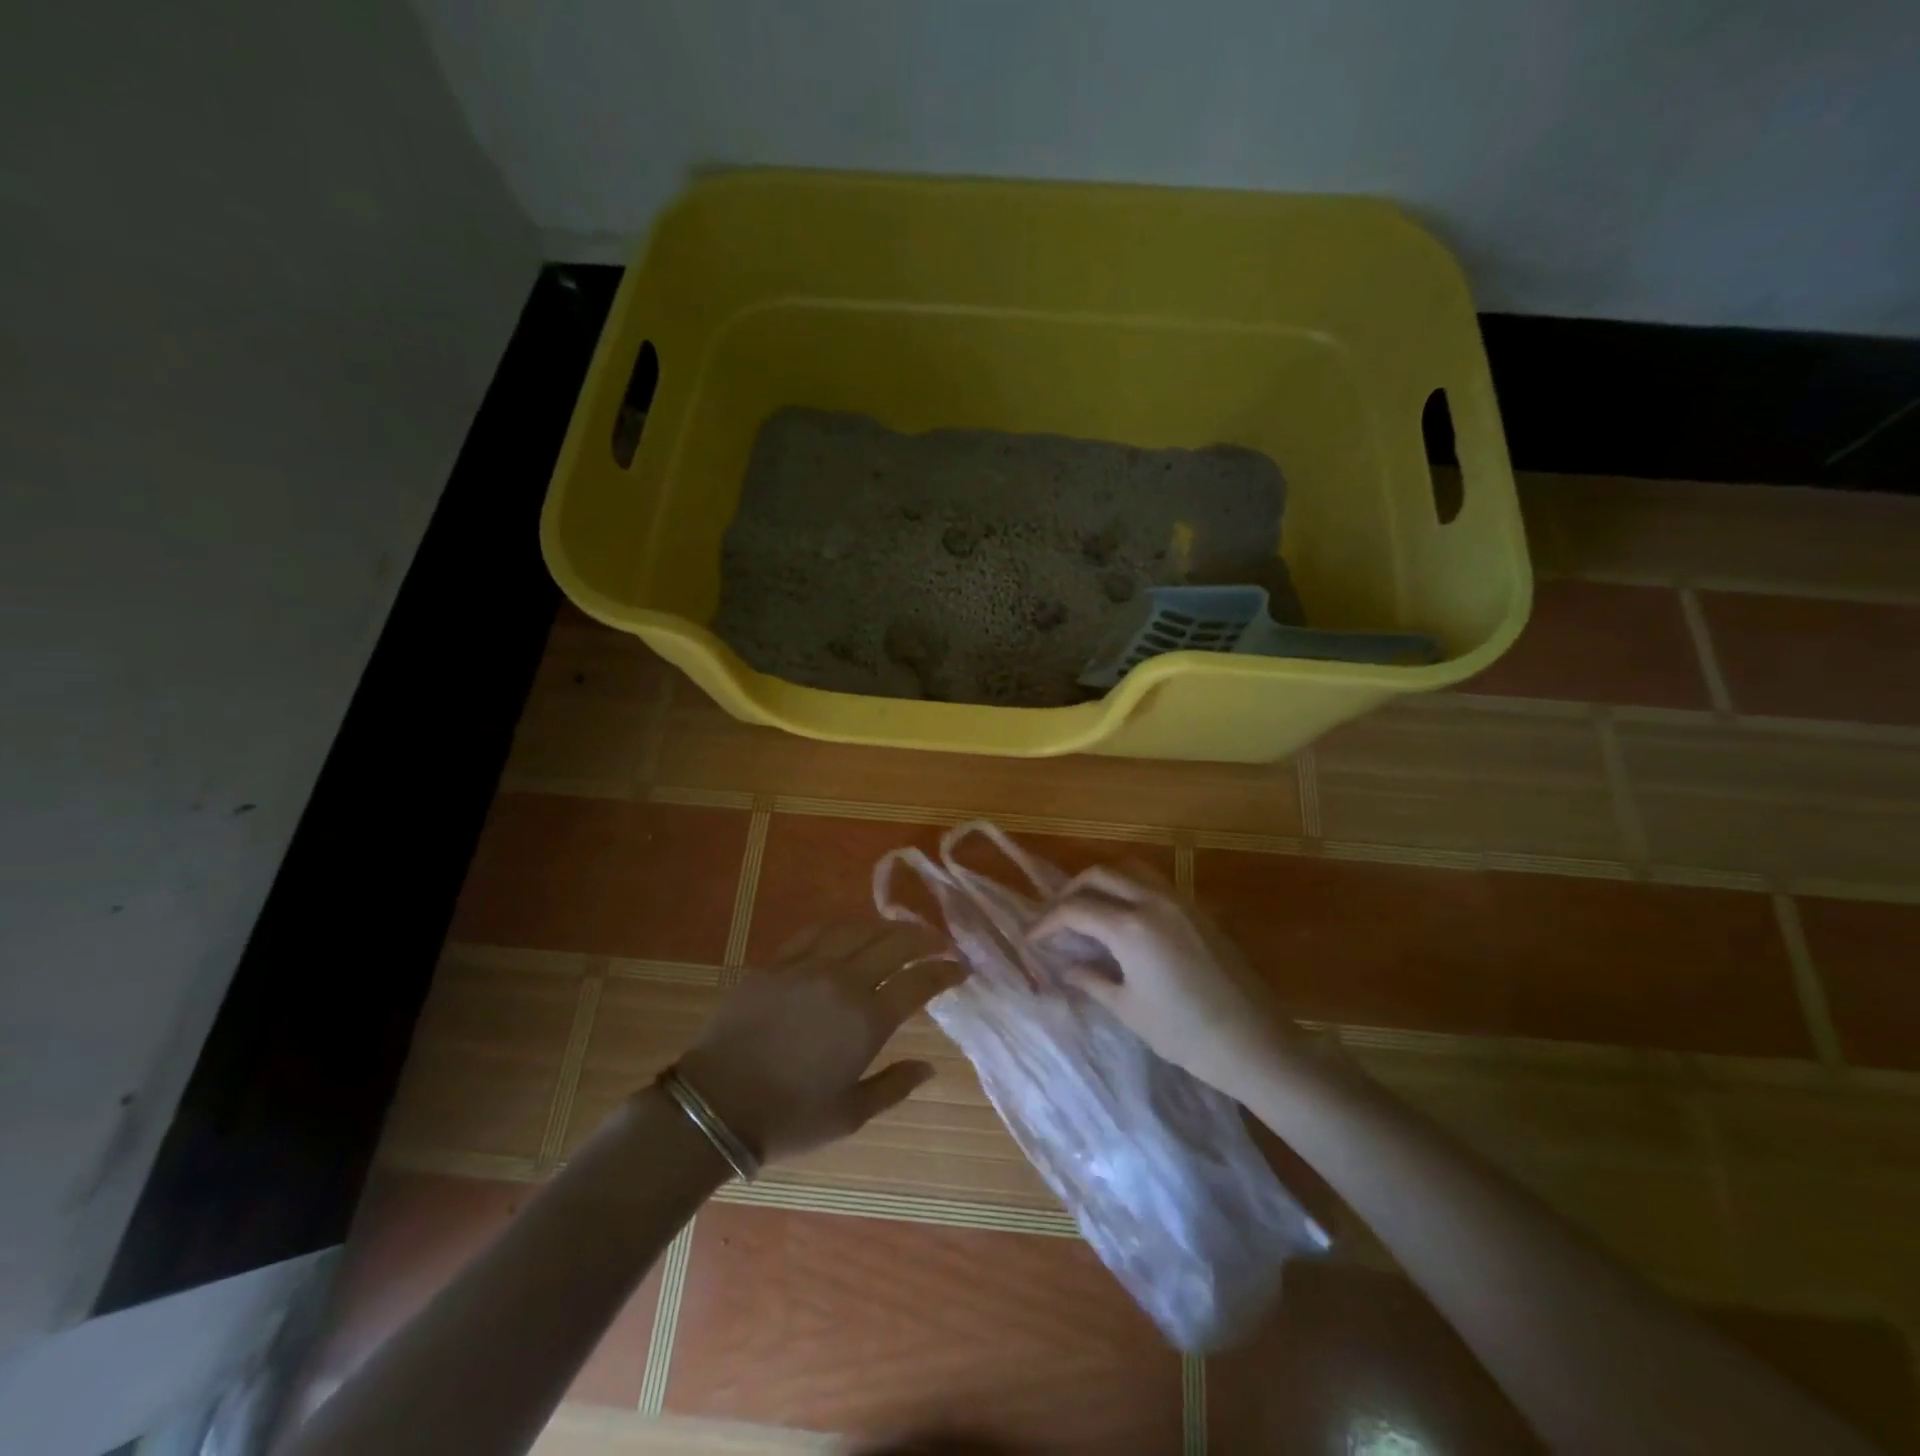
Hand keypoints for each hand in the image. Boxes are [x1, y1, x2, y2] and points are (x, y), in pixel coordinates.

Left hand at [673, 921, 962, 1163]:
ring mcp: (809, 966)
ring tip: (899, 932)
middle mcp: (844, 982)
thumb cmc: (788, 1117)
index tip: (962, 967)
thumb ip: (894, 1085)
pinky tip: (848, 933)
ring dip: (886, 926)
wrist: (715, 1104)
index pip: (920, 980)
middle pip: (894, 942)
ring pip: (858, 929)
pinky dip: (842, 928)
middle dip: (924, 937)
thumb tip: (930, 1066)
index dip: (946, 969)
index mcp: (867, 1020)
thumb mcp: (849, 1115)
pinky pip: (817, 932)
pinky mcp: (778, 963)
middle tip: (939, 941)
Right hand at [1030, 866, 1289, 1094]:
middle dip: (1070, 891)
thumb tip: (1066, 968)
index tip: (1032, 937)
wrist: (1254, 1044)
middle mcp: (1152, 902)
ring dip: (1102, 881)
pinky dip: (1128, 887)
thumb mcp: (1128, 1009)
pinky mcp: (1197, 910)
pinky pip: (1153, 882)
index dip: (1047, 921)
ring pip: (1129, 868)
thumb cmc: (1184, 1034)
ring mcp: (1179, 901)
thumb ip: (1091, 980)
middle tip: (1056, 917)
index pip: (1075, 909)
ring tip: (1088, 908)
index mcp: (1130, 927)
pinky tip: (1124, 917)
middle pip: (1099, 874)